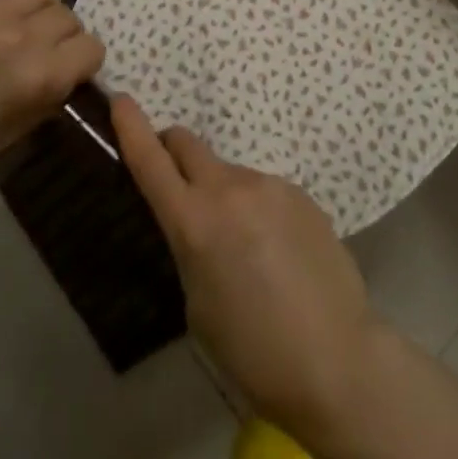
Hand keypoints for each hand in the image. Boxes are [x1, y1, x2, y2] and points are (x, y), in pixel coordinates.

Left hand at [0, 0, 103, 190]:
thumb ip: (50, 97)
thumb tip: (69, 73)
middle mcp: (24, 36)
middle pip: (68, 18)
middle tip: (41, 51)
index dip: (83, 60)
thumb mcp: (15, 131)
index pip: (91, 48)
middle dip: (62, 37)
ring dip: (39, 10)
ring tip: (20, 25)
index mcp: (40, 76)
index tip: (69, 68)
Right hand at [112, 95, 377, 433]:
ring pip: (228, 172)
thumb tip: (198, 224)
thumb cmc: (252, 351)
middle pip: (188, 144)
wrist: (336, 359)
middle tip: (176, 182)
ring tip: (243, 246)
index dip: (131, 127)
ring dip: (221, 192)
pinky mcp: (301, 193)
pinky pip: (263, 190)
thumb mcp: (197, 303)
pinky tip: (276, 250)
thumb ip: (189, 247)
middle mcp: (230, 189)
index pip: (151, 160)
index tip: (120, 99)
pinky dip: (256, 208)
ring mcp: (270, 185)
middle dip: (172, 151)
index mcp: (194, 222)